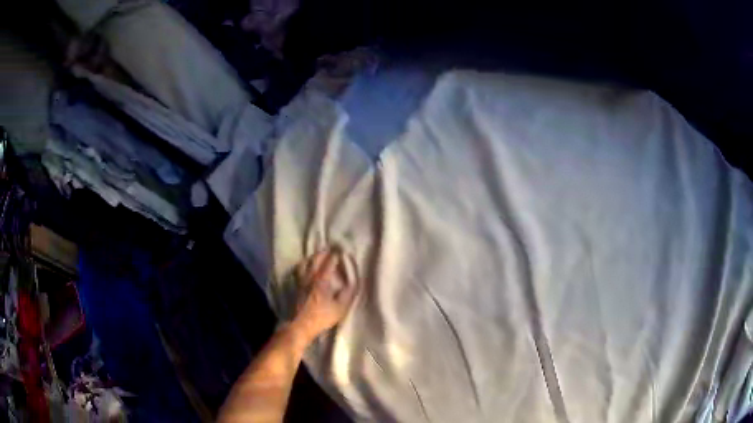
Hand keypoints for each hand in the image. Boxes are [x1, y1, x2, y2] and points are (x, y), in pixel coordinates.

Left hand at [291, 249, 357, 341]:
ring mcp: (300, 280)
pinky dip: (303, 266)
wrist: (299, 325)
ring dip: (312, 257)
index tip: (342, 250)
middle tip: (331, 250)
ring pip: (304, 262)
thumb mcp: (340, 307)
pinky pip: (298, 270)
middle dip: (325, 252)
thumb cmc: (321, 317)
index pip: (330, 260)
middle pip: (316, 258)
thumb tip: (352, 280)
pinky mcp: (294, 286)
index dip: (337, 254)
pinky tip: (305, 269)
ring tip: (318, 257)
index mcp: (322, 279)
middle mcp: (310, 276)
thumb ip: (348, 292)